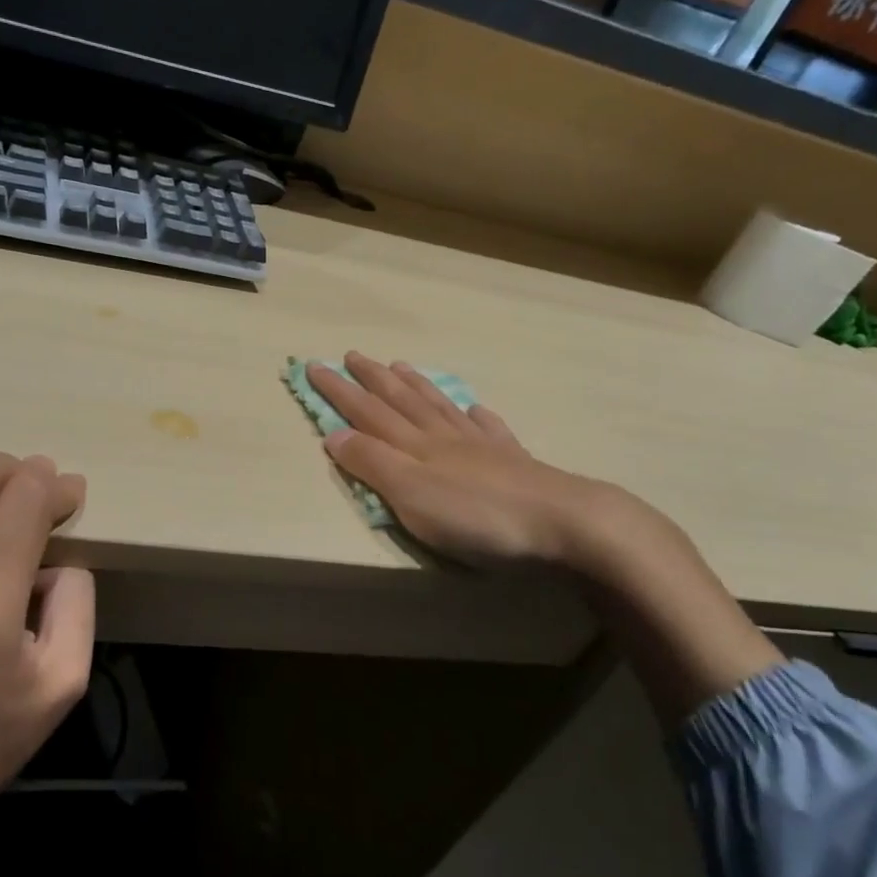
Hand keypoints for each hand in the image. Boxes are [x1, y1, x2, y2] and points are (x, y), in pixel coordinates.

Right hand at [306, 352, 656, 575]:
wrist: (562, 521)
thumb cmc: (476, 515)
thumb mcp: (410, 495)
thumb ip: (371, 464)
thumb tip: (332, 433)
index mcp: (414, 446)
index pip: (366, 411)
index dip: (338, 390)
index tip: (313, 366)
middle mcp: (443, 437)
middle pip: (401, 401)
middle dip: (372, 378)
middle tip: (352, 354)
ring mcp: (480, 446)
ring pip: (439, 407)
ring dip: (415, 386)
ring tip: (400, 366)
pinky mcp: (512, 462)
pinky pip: (488, 428)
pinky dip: (475, 415)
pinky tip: (474, 408)